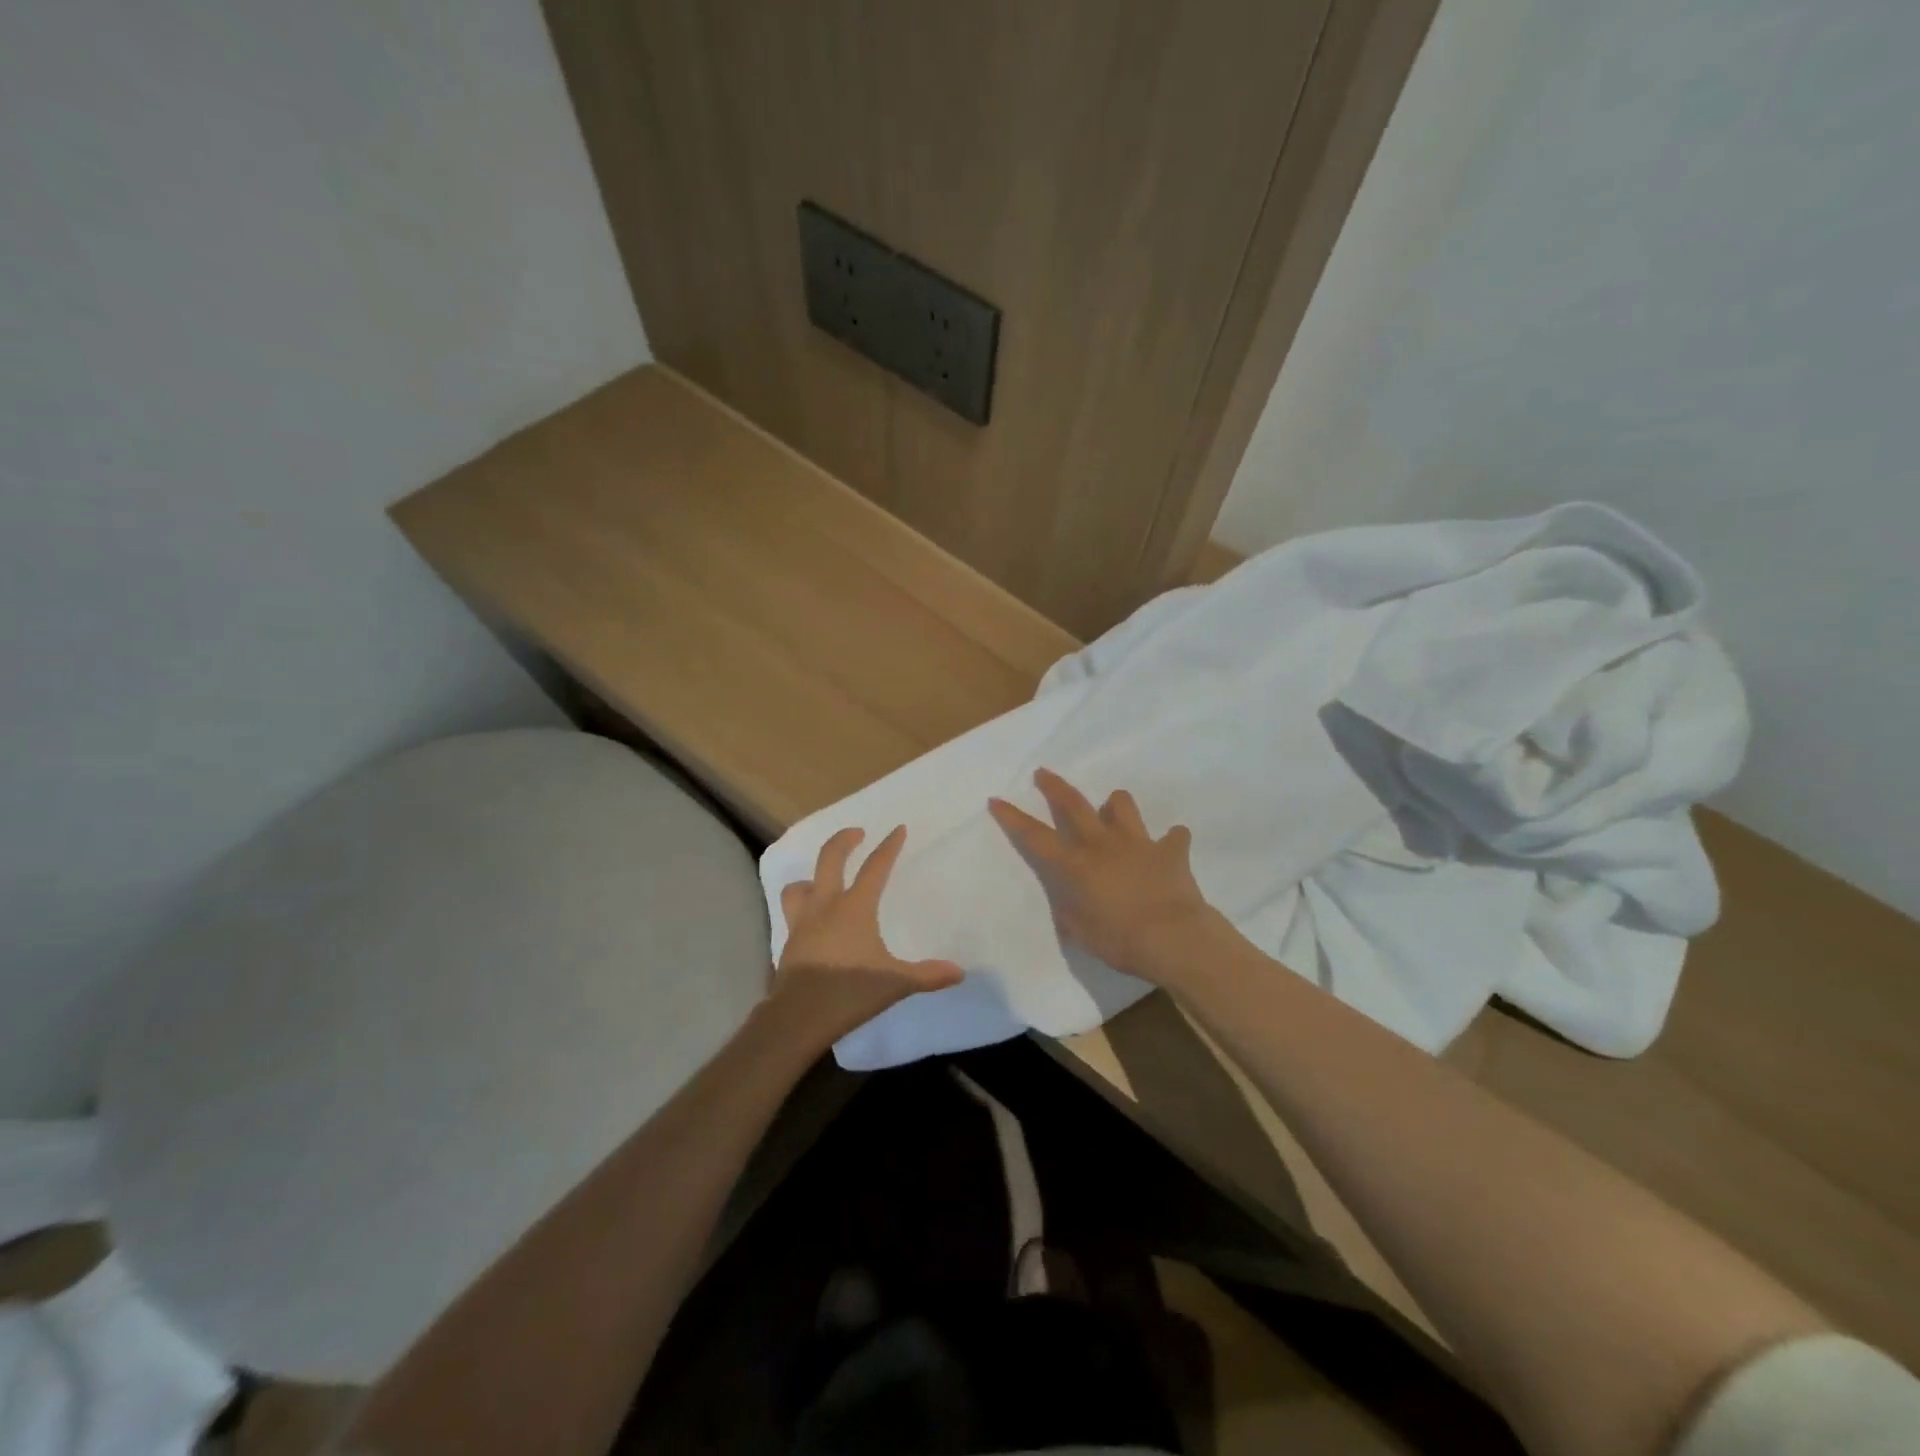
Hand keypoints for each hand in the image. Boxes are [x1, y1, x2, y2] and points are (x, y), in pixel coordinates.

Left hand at [771, 826, 963, 1043]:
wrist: (798, 1017)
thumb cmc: (850, 992)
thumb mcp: (896, 983)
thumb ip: (927, 975)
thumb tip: (959, 972)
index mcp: (855, 908)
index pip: (875, 867)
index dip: (889, 847)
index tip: (898, 829)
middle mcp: (826, 906)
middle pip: (830, 859)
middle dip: (844, 840)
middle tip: (857, 833)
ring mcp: (802, 923)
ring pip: (799, 885)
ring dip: (812, 876)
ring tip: (823, 879)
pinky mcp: (789, 943)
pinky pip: (793, 913)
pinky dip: (802, 908)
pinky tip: (813, 922)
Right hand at [989, 769, 1223, 985]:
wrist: (1174, 939)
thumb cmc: (1120, 941)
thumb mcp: (1080, 932)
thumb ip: (1070, 910)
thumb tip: (1068, 900)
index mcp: (1075, 865)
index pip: (1034, 836)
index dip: (1012, 817)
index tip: (997, 799)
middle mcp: (1102, 844)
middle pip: (1073, 805)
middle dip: (1054, 787)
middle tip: (1043, 773)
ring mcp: (1138, 842)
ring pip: (1122, 805)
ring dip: (1116, 805)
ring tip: (1113, 810)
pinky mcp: (1171, 851)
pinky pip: (1173, 837)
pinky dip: (1170, 840)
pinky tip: (1170, 847)